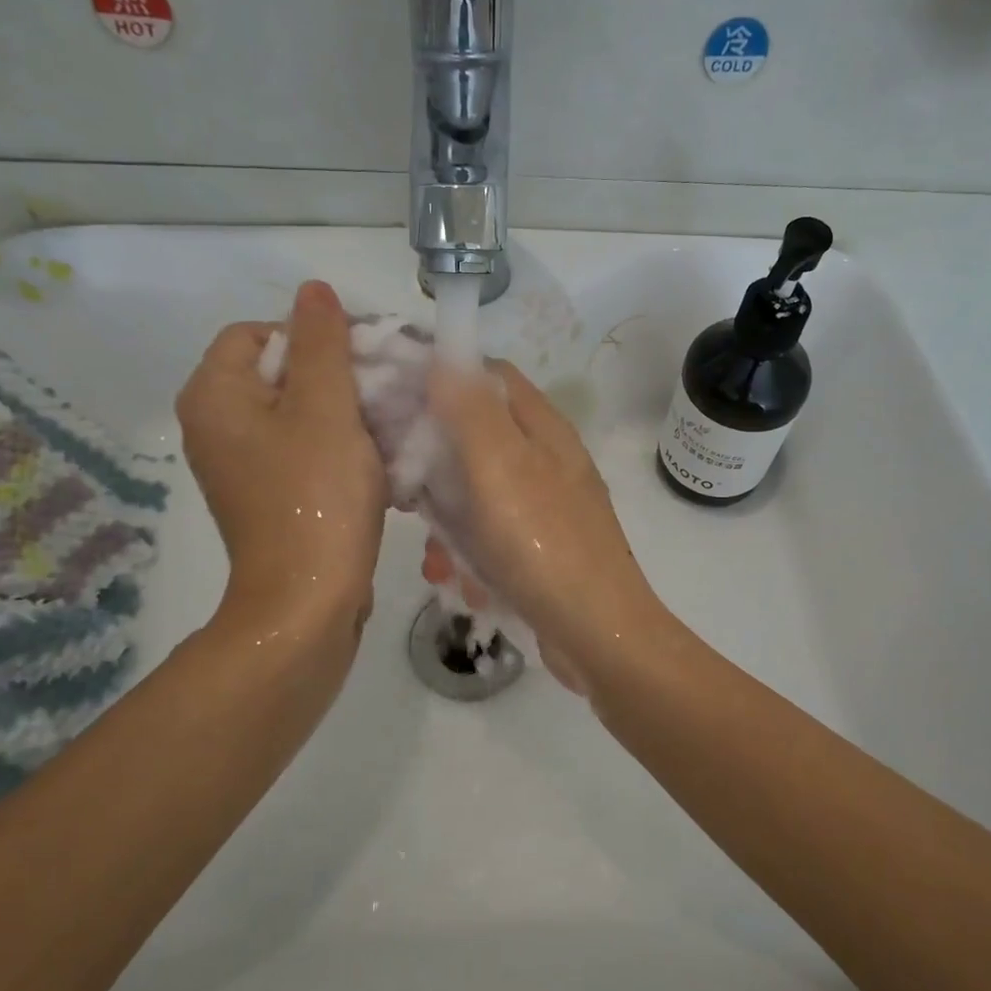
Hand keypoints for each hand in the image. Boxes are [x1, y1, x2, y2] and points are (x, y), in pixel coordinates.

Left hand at [176, 281, 386, 621]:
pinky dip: (339, 448)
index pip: (261, 332)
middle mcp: (215, 426)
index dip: (315, 335)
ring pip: (299, 414)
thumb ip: (322, 342)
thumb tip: (313, 288)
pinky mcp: (268, 496)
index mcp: (214, 395)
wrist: (308, 601)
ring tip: (390, 427)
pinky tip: (378, 461)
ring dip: (346, 414)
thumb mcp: (326, 407)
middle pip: (281, 373)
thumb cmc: (316, 497)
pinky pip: (303, 451)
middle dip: (338, 377)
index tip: (365, 358)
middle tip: (386, 392)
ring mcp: (241, 465)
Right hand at [428, 360, 663, 679]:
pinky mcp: (540, 548)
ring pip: (477, 493)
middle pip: (476, 436)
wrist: (598, 636)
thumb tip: (445, 354)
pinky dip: (471, 555)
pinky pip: (491, 536)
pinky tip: (460, 582)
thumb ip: (470, 409)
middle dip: (434, 465)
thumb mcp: (500, 468)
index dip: (440, 378)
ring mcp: (545, 506)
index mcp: (542, 428)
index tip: (393, 401)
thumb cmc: (545, 545)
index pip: (487, 375)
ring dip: (448, 523)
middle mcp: (546, 459)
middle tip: (402, 492)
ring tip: (435, 558)